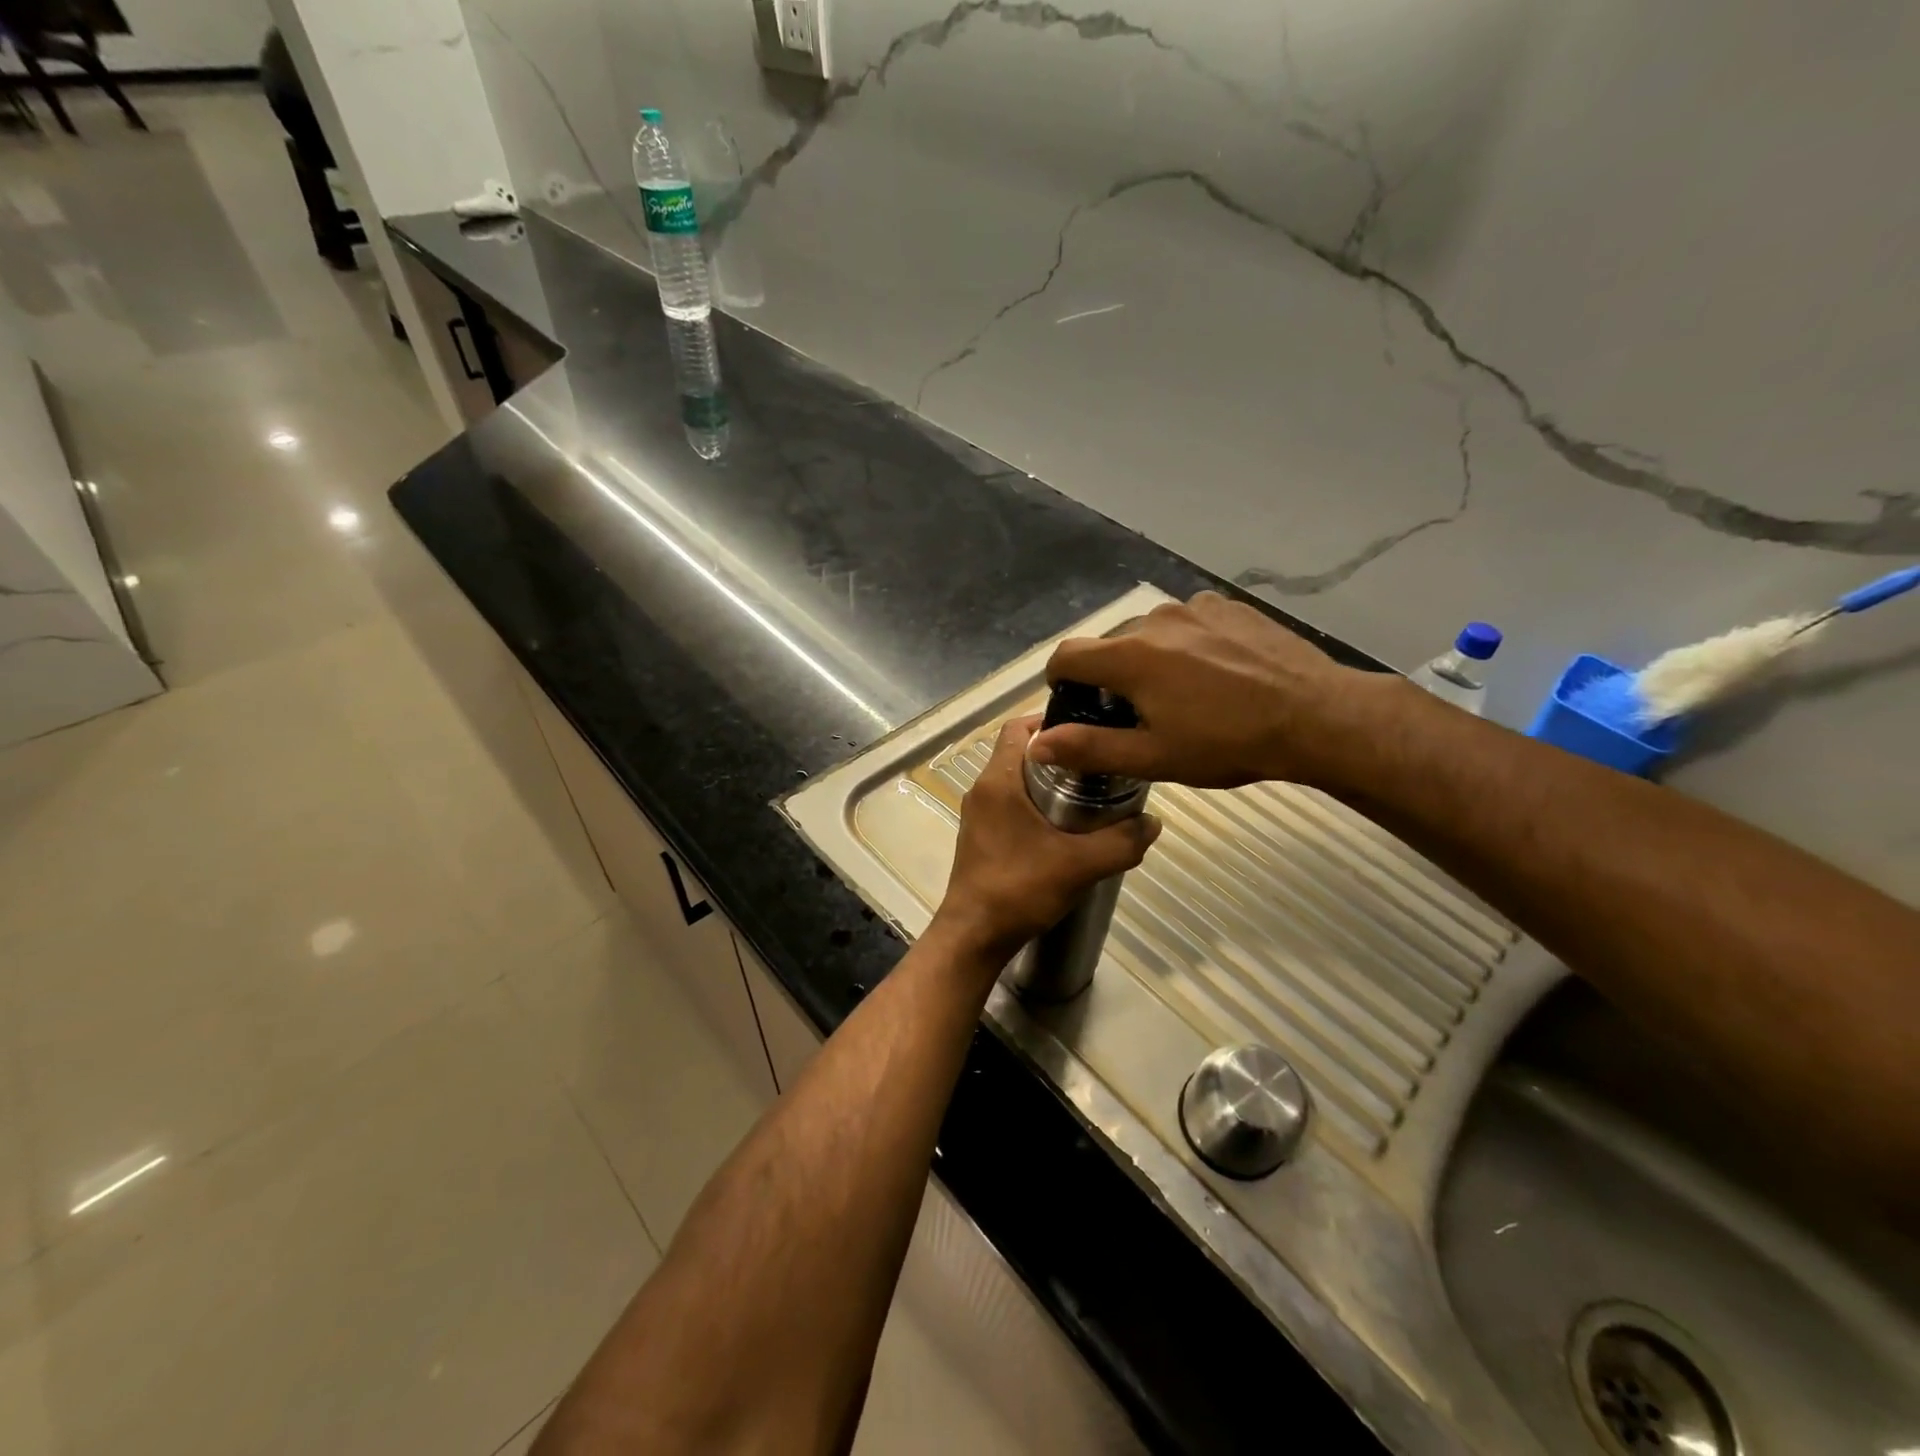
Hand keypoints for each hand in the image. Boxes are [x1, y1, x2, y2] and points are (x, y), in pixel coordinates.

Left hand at [932, 716, 1160, 964]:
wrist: (974, 936)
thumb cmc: (1019, 889)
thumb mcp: (1080, 865)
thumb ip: (1122, 841)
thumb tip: (1154, 822)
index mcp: (998, 781)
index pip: (1019, 728)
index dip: (1051, 720)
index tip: (1088, 730)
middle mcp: (982, 790)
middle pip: (1020, 752)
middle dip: (1058, 754)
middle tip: (1098, 763)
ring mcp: (978, 814)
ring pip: (1016, 780)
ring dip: (1048, 781)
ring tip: (1090, 793)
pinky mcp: (980, 836)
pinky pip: (1010, 804)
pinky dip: (1036, 804)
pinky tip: (1065, 827)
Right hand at [1029, 590, 1395, 789]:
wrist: (1316, 717)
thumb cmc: (1228, 743)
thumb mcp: (1154, 757)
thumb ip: (1089, 747)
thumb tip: (1036, 744)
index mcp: (1130, 657)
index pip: (1067, 655)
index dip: (1060, 681)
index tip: (1077, 706)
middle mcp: (1155, 620)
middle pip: (1110, 646)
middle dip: (1112, 677)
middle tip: (1140, 715)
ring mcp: (1195, 607)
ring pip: (1150, 633)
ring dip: (1151, 660)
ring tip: (1185, 695)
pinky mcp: (1228, 605)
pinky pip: (1188, 623)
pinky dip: (1187, 645)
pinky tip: (1217, 673)